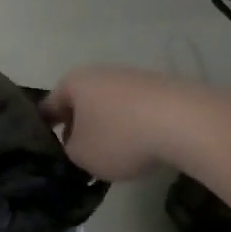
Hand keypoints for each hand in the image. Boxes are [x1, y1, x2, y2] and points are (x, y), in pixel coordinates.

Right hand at [43, 66, 187, 181]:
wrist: (187, 122)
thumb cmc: (120, 136)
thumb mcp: (81, 155)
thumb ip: (68, 152)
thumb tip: (75, 147)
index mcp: (73, 82)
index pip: (46, 108)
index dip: (43, 132)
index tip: (47, 154)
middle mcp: (100, 73)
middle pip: (79, 106)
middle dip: (78, 130)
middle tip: (79, 158)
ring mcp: (133, 78)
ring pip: (108, 109)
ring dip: (107, 130)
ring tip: (114, 158)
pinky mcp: (161, 89)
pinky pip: (136, 112)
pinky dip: (134, 129)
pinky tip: (143, 149)